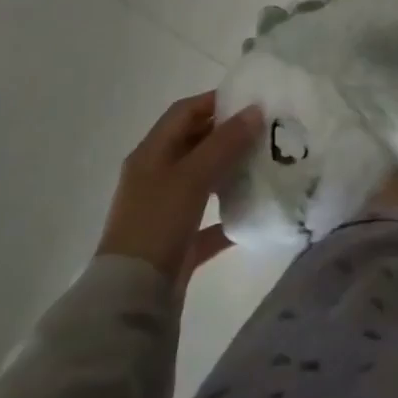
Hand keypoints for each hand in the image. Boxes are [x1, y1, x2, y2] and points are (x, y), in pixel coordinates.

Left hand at [97, 92, 261, 286]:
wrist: (131, 296)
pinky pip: (207, 220)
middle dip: (227, 134)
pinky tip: (255, 211)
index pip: (184, 112)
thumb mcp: (192, 176)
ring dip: (229, 170)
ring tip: (265, 164)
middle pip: (194, 143)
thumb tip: (255, 110)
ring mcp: (165, 210)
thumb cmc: (157, 222)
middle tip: (265, 131)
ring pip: (202, 180)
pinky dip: (228, 214)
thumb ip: (225, 142)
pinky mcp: (176, 242)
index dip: (215, 100)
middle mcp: (155, 176)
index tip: (251, 100)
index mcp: (151, 154)